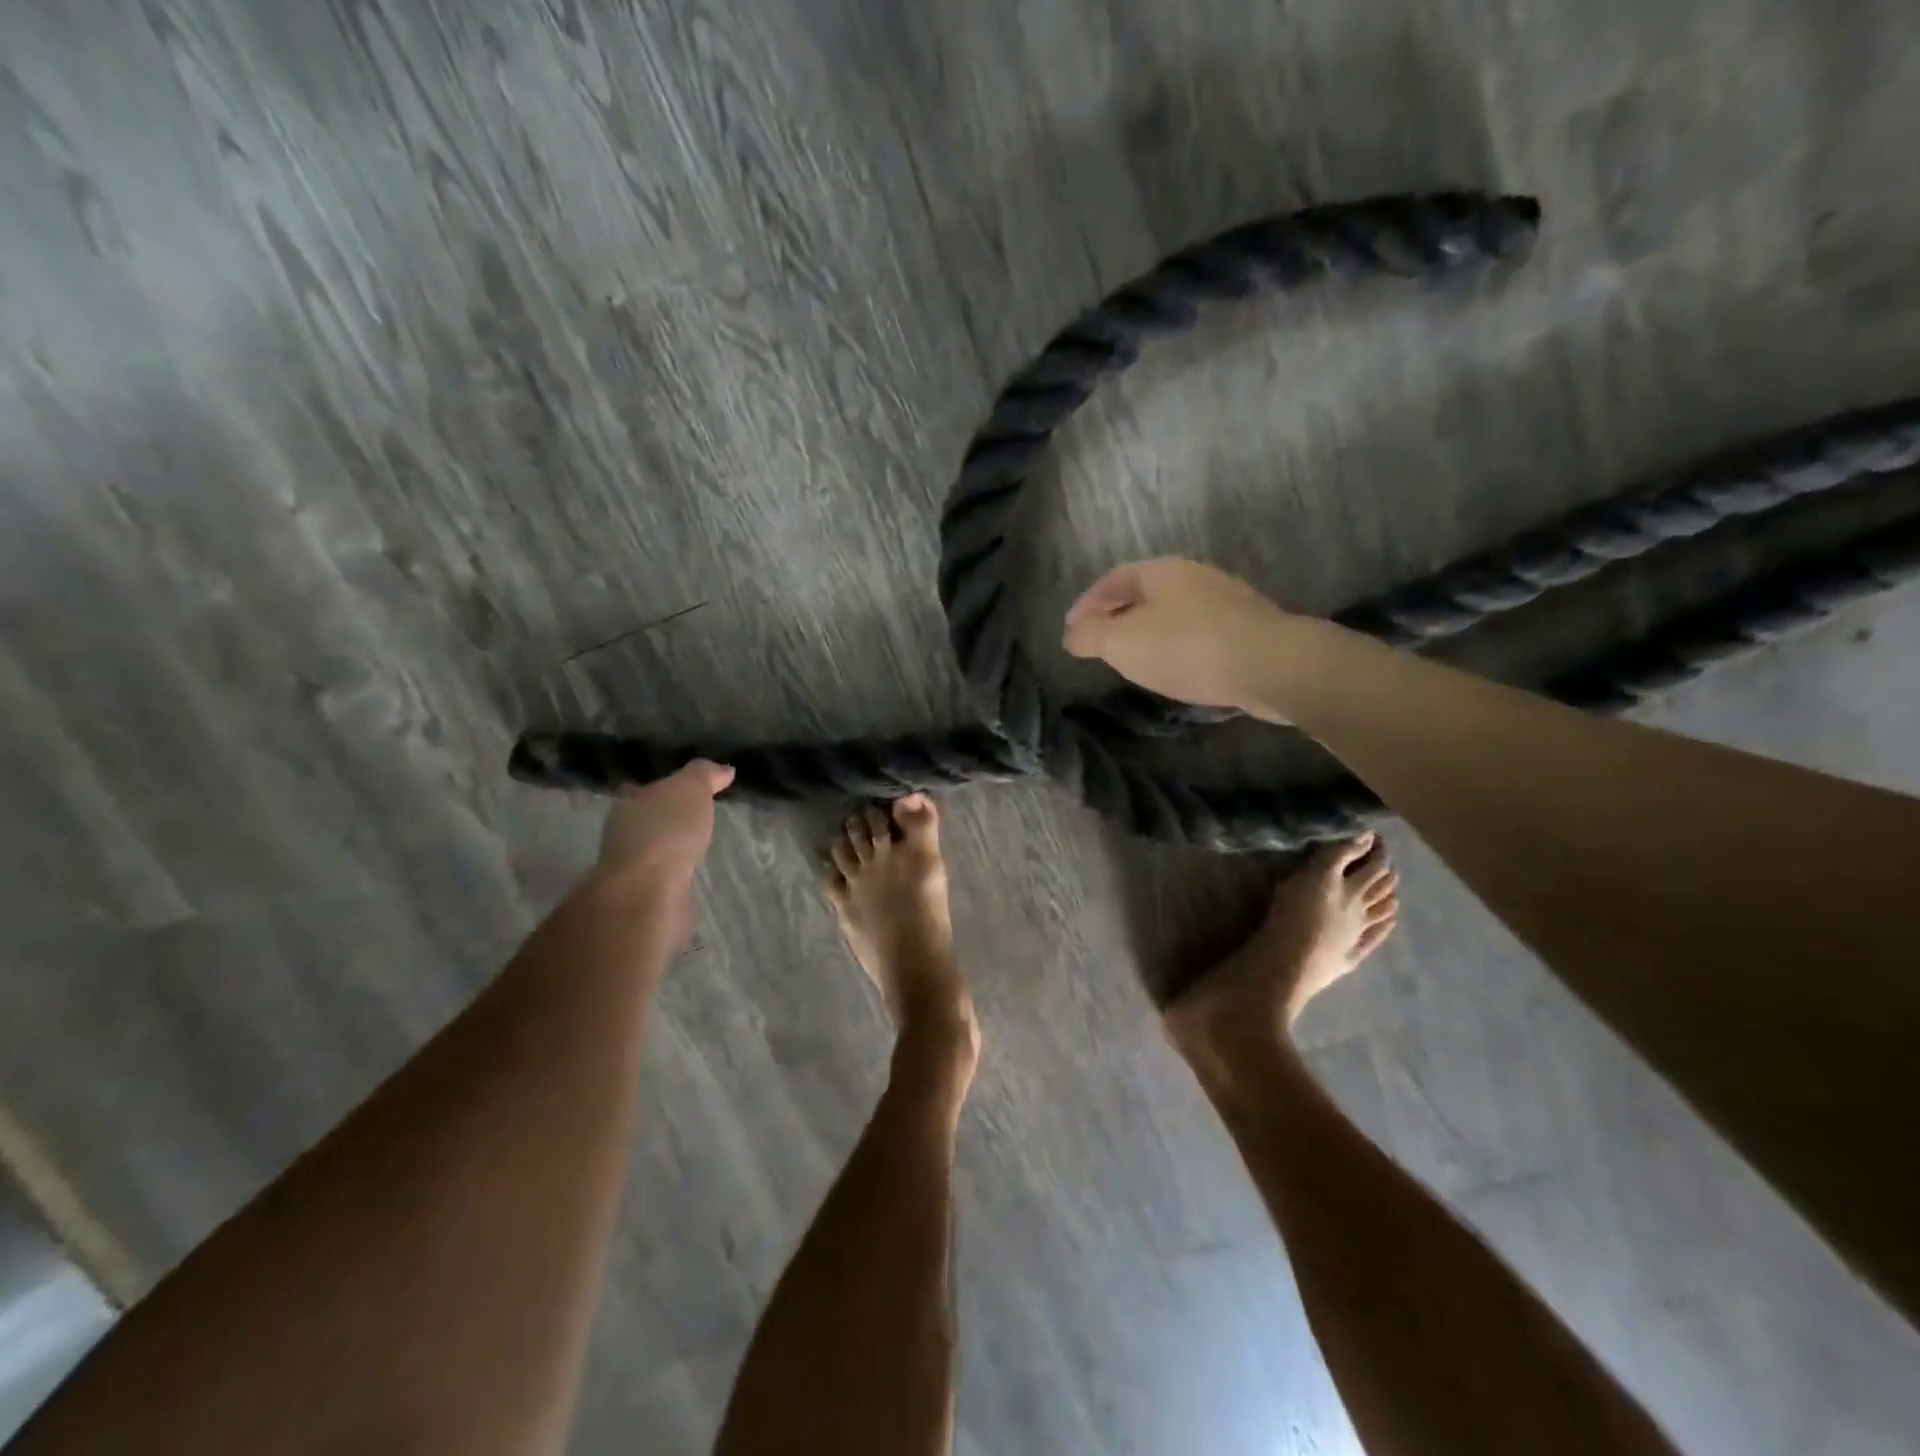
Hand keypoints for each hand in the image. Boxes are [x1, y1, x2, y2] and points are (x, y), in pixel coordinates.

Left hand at [595, 759, 734, 903]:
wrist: (647, 890)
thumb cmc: (667, 829)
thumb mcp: (692, 788)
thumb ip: (705, 774)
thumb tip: (724, 769)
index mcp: (630, 802)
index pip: (645, 789)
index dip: (667, 788)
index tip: (688, 791)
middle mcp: (623, 831)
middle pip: (646, 819)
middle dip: (667, 819)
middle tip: (696, 819)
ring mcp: (629, 865)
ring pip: (652, 849)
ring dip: (670, 849)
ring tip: (696, 848)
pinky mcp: (641, 893)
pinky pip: (660, 876)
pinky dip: (673, 874)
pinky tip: (689, 875)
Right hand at [1063, 557, 1283, 708]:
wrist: (1271, 665)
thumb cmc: (1186, 647)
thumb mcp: (1123, 643)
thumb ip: (1091, 636)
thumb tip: (1073, 634)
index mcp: (1161, 571)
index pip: (1112, 579)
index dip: (1086, 603)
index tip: (1070, 629)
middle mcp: (1194, 576)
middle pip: (1144, 592)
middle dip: (1117, 615)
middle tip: (1098, 642)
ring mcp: (1225, 600)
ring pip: (1172, 612)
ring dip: (1147, 632)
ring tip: (1132, 657)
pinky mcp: (1246, 628)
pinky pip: (1196, 632)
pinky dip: (1174, 645)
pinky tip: (1174, 666)